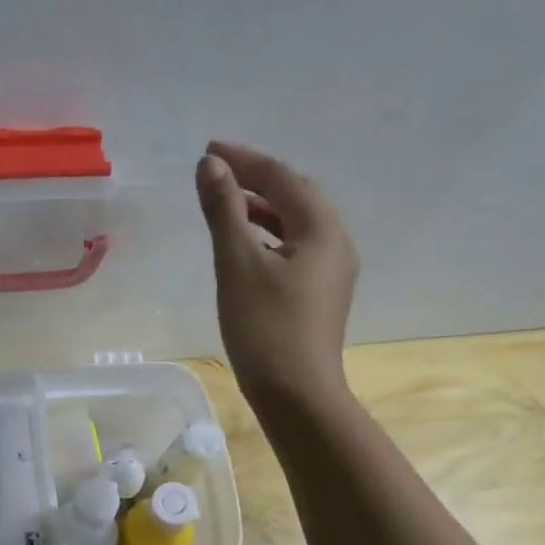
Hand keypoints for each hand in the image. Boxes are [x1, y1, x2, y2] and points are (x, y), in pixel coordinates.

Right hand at [195, 140, 359, 414]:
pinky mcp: (321, 295)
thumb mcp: (237, 264)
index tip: (209, 149)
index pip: (282, 177)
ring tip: (226, 206)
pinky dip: (269, 237)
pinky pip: (296, 249)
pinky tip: (246, 248)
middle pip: (296, 196)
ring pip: (296, 224)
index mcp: (322, 228)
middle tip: (218, 174)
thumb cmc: (265, 327)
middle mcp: (336, 242)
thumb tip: (210, 164)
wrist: (296, 394)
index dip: (245, 159)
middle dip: (257, 179)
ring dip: (262, 209)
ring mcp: (332, 272)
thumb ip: (223, 210)